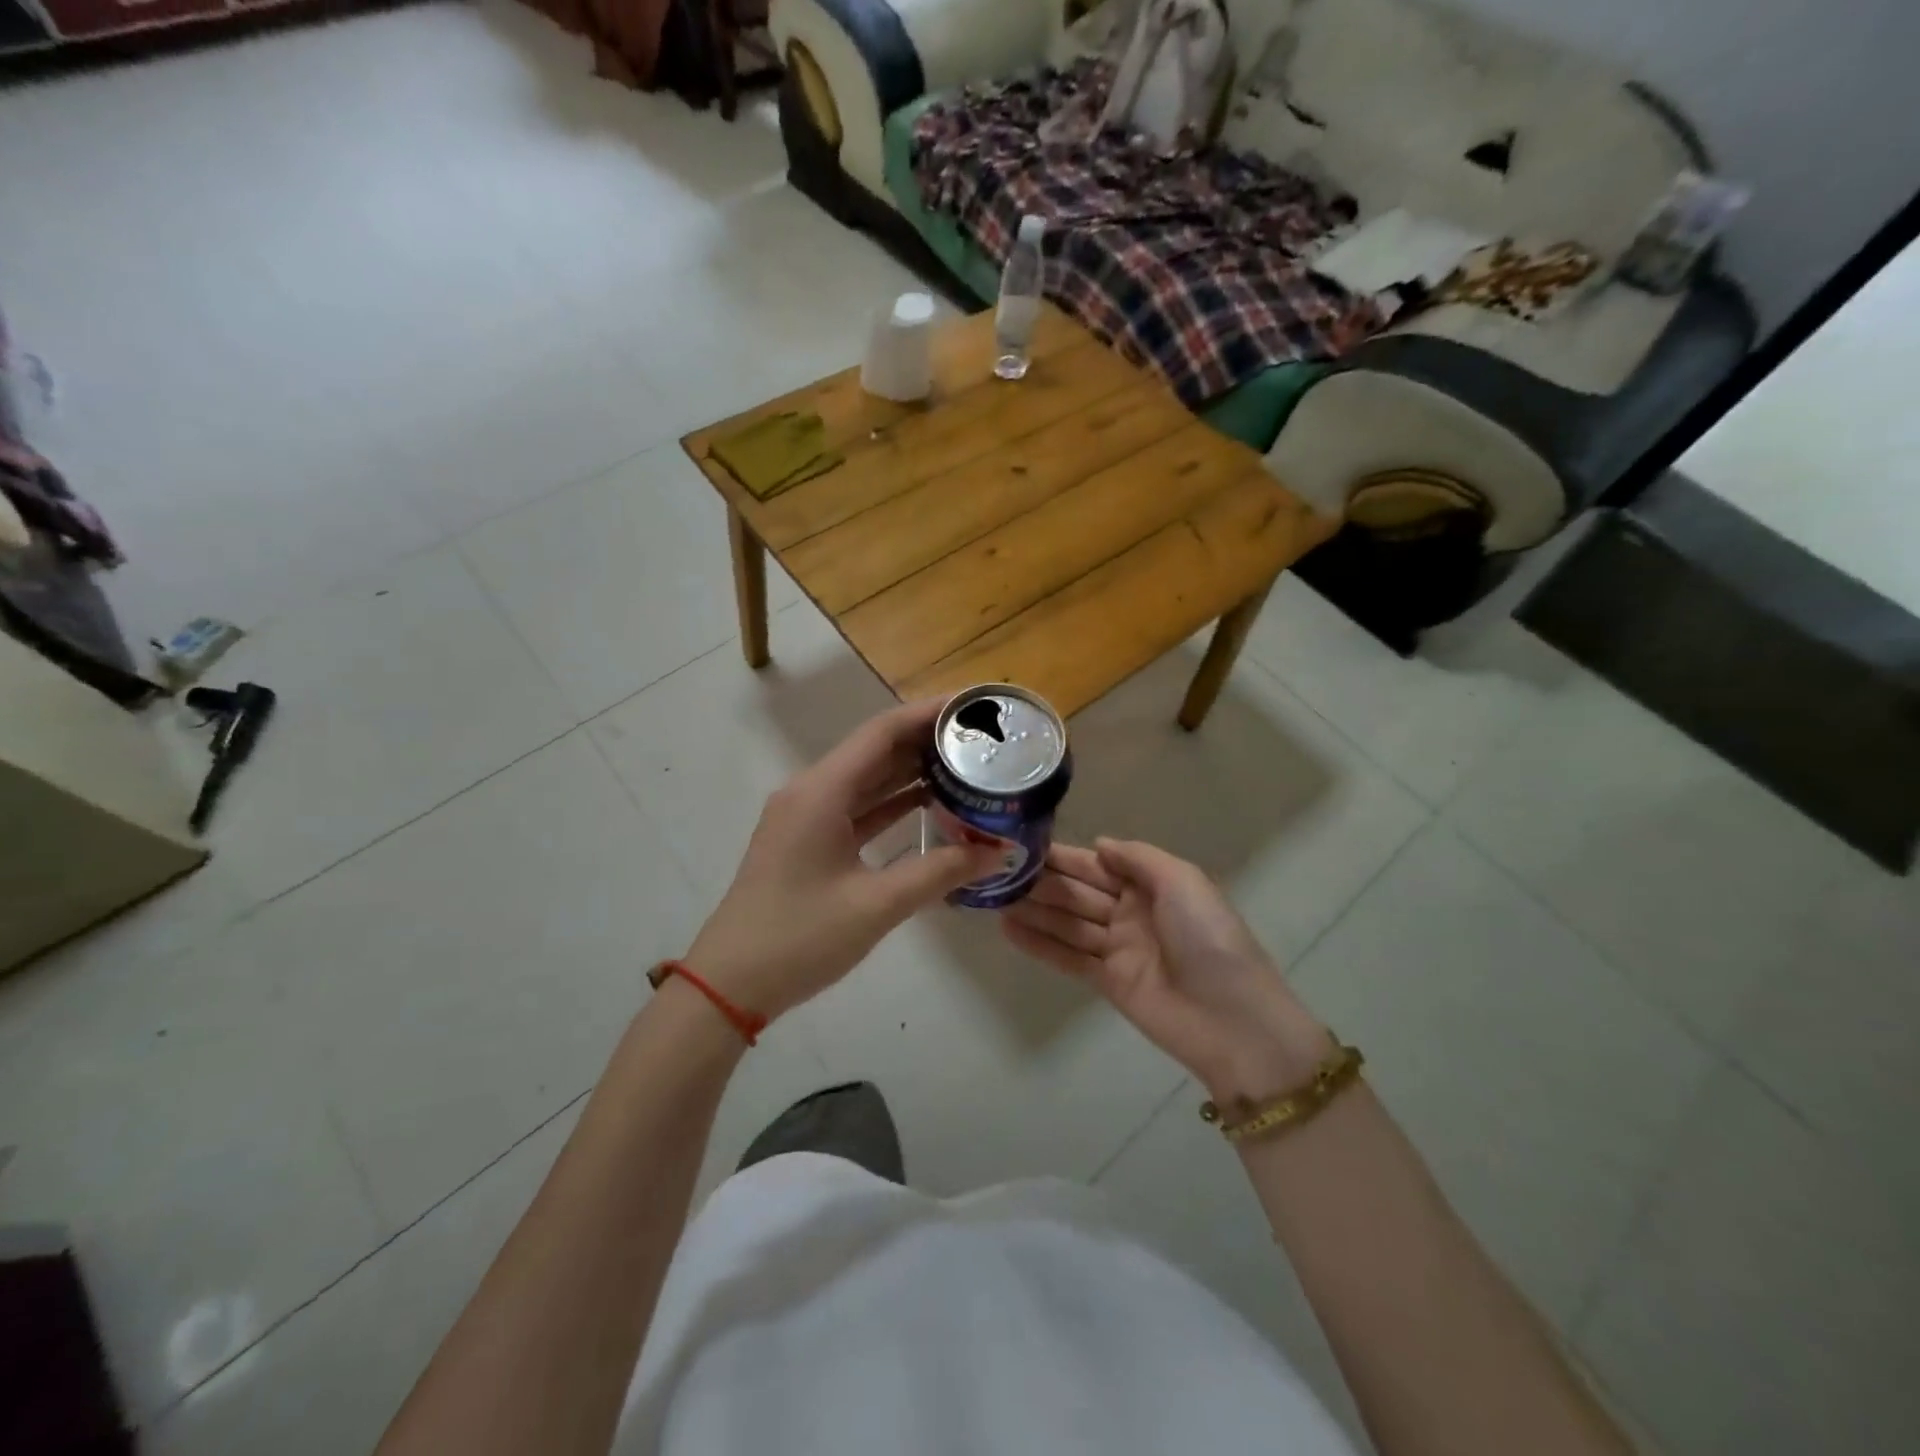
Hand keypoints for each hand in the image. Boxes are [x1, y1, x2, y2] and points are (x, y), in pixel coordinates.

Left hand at [685, 700, 1002, 1022]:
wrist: (730, 985)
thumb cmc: (799, 938)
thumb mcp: (876, 905)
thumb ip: (939, 872)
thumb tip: (998, 852)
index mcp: (821, 792)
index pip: (881, 733)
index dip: (927, 713)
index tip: (972, 706)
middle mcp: (812, 792)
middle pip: (875, 750)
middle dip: (926, 740)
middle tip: (980, 738)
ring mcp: (807, 817)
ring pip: (867, 780)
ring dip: (911, 771)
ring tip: (965, 763)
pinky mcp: (809, 841)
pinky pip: (857, 808)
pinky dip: (892, 803)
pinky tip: (930, 803)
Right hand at [1002, 838, 1333, 1103]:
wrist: (1231, 1019)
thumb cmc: (1208, 938)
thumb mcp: (1182, 881)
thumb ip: (1137, 858)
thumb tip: (1099, 843)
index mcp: (1152, 884)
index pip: (1098, 864)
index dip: (1064, 856)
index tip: (1024, 845)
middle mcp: (1131, 911)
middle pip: (1078, 891)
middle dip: (1042, 881)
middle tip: (997, 870)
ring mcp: (1118, 947)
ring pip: (1068, 922)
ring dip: (1034, 910)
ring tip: (993, 897)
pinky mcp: (1107, 981)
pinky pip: (1067, 957)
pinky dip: (1039, 944)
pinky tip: (1008, 930)